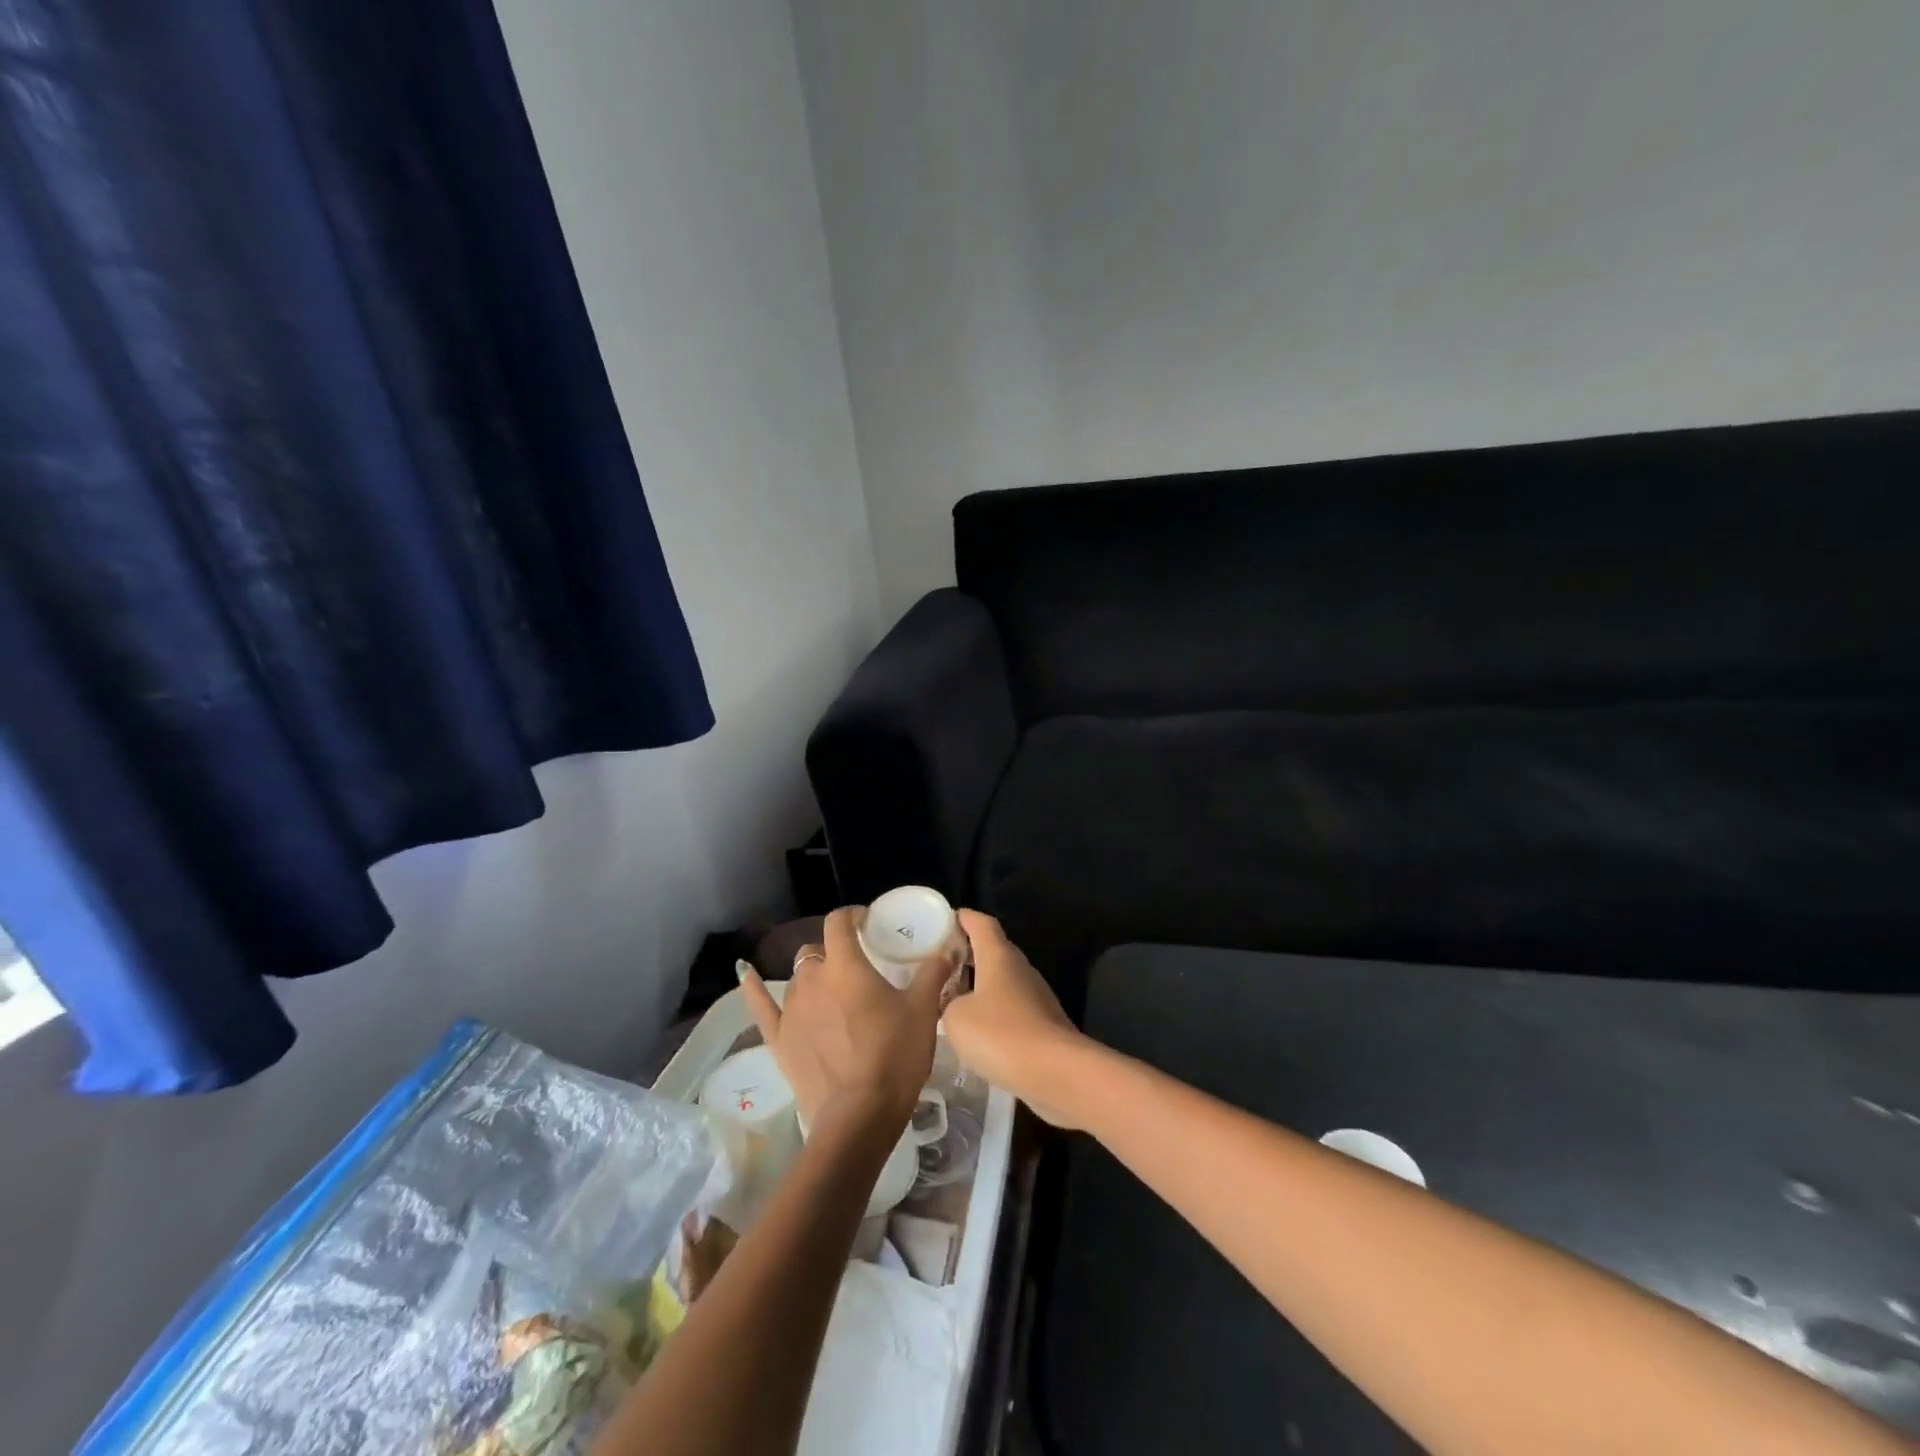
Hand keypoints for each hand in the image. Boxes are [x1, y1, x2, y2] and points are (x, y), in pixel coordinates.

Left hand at [739, 906, 949, 1134]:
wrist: (859, 1115)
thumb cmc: (895, 1056)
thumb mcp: (923, 1011)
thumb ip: (932, 974)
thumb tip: (947, 949)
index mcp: (846, 965)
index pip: (839, 922)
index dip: (852, 915)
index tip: (867, 922)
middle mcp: (812, 978)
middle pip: (817, 951)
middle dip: (834, 952)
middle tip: (858, 968)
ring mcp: (791, 1009)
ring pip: (797, 977)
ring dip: (813, 977)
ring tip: (832, 991)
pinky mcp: (778, 1038)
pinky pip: (760, 1004)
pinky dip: (752, 986)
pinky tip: (743, 971)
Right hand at [942, 911, 1092, 1128]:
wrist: (1056, 1072)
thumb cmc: (1001, 1034)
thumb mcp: (956, 1018)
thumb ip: (948, 1002)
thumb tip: (954, 1002)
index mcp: (998, 955)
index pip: (981, 923)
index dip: (963, 918)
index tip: (944, 920)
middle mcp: (1020, 967)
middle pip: (993, 948)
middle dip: (968, 952)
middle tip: (940, 963)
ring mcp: (1035, 995)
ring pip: (1003, 979)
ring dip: (980, 983)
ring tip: (952, 997)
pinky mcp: (1043, 1022)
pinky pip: (1011, 1005)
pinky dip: (993, 1008)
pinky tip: (977, 1029)